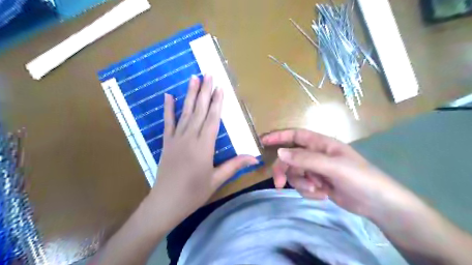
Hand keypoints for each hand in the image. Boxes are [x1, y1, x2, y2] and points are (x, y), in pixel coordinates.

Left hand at [147, 75, 257, 224]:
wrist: (165, 203)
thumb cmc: (193, 193)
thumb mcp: (216, 180)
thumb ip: (234, 165)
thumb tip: (254, 158)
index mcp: (204, 146)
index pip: (212, 119)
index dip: (217, 102)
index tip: (220, 87)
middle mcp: (190, 138)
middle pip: (199, 111)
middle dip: (205, 91)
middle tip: (208, 74)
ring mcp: (176, 138)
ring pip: (185, 112)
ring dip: (190, 95)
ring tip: (193, 78)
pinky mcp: (166, 142)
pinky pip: (168, 122)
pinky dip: (168, 109)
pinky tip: (168, 96)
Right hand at [264, 128, 417, 218]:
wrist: (378, 204)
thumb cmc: (360, 178)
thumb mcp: (332, 167)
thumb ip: (305, 159)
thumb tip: (280, 152)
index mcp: (321, 144)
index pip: (295, 136)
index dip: (279, 137)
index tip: (263, 141)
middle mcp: (316, 155)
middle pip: (290, 159)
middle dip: (285, 171)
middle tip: (279, 184)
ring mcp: (316, 170)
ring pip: (295, 174)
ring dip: (302, 184)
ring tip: (317, 190)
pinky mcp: (318, 183)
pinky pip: (303, 186)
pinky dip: (309, 192)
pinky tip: (323, 195)